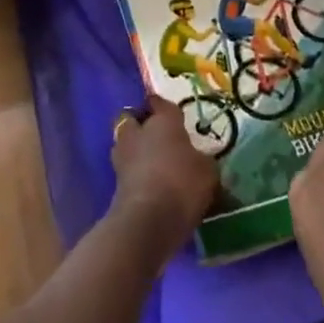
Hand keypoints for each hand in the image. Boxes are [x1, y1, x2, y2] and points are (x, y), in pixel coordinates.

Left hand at [111, 95, 219, 247]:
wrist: (149, 219)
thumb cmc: (183, 183)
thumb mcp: (208, 172)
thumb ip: (203, 162)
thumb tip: (200, 162)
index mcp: (162, 121)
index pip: (159, 103)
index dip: (163, 107)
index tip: (170, 113)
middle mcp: (139, 132)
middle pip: (132, 119)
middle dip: (140, 124)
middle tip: (157, 137)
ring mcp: (123, 156)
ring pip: (125, 143)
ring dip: (135, 149)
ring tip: (152, 163)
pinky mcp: (115, 182)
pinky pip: (126, 169)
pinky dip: (134, 173)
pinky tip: (149, 183)